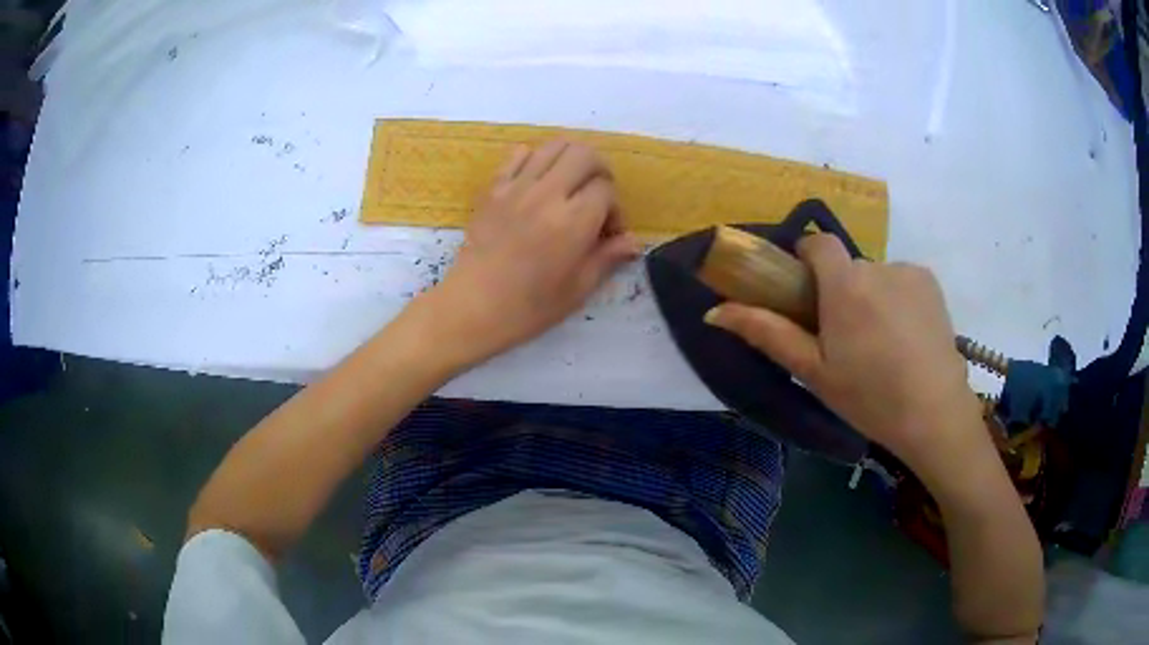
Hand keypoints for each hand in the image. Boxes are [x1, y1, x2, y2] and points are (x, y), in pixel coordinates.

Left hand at [420, 140, 640, 366]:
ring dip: (571, 160)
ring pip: (554, 145)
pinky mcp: (493, 189)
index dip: (615, 208)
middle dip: (600, 172)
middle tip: (596, 197)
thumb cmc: (527, 308)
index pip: (606, 189)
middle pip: (585, 154)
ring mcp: (517, 187)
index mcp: (572, 222)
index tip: (607, 232)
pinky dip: (535, 159)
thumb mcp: (577, 290)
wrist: (471, 308)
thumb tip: (634, 241)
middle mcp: (547, 194)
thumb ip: (607, 258)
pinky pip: (519, 154)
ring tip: (570, 185)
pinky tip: (537, 183)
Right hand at [705, 234, 985, 482]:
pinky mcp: (931, 283)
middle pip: (848, 267)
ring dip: (871, 298)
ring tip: (882, 346)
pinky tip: (906, 338)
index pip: (818, 242)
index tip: (808, 292)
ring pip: (876, 276)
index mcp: (845, 284)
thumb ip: (767, 333)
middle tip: (847, 340)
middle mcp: (878, 266)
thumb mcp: (813, 371)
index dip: (808, 259)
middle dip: (841, 292)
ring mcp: (909, 272)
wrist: (934, 414)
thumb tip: (715, 311)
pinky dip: (898, 300)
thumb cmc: (869, 396)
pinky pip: (902, 281)